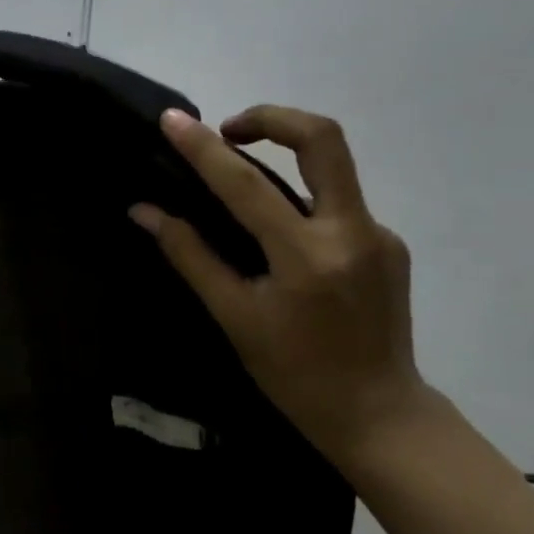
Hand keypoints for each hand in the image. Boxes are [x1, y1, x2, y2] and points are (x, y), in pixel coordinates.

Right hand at [131, 105, 430, 465]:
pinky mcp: (389, 244)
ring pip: (332, 168)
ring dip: (285, 157)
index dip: (203, 148)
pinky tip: (279, 236)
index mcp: (307, 257)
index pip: (246, 185)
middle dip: (272, 118)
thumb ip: (190, 256)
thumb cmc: (294, 374)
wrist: (379, 415)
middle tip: (228, 130)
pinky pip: (338, 202)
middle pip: (324, 139)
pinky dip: (300, 201)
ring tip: (241, 183)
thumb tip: (144, 212)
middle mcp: (352, 232)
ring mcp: (379, 235)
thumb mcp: (234, 317)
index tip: (172, 120)